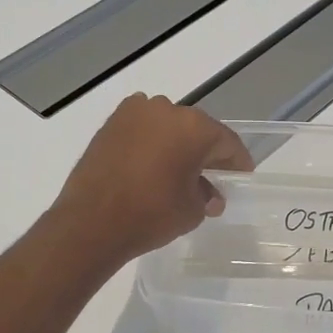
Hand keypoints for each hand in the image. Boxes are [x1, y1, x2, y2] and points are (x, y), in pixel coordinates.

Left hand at [50, 94, 252, 262]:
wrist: (91, 222)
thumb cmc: (151, 214)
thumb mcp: (191, 211)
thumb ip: (206, 196)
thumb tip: (209, 195)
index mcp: (194, 127)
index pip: (226, 141)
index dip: (237, 161)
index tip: (241, 175)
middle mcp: (166, 110)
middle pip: (196, 130)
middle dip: (205, 152)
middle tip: (211, 175)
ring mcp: (135, 113)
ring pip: (167, 126)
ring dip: (176, 144)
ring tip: (177, 171)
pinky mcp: (110, 123)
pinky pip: (141, 129)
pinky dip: (150, 142)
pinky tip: (150, 164)